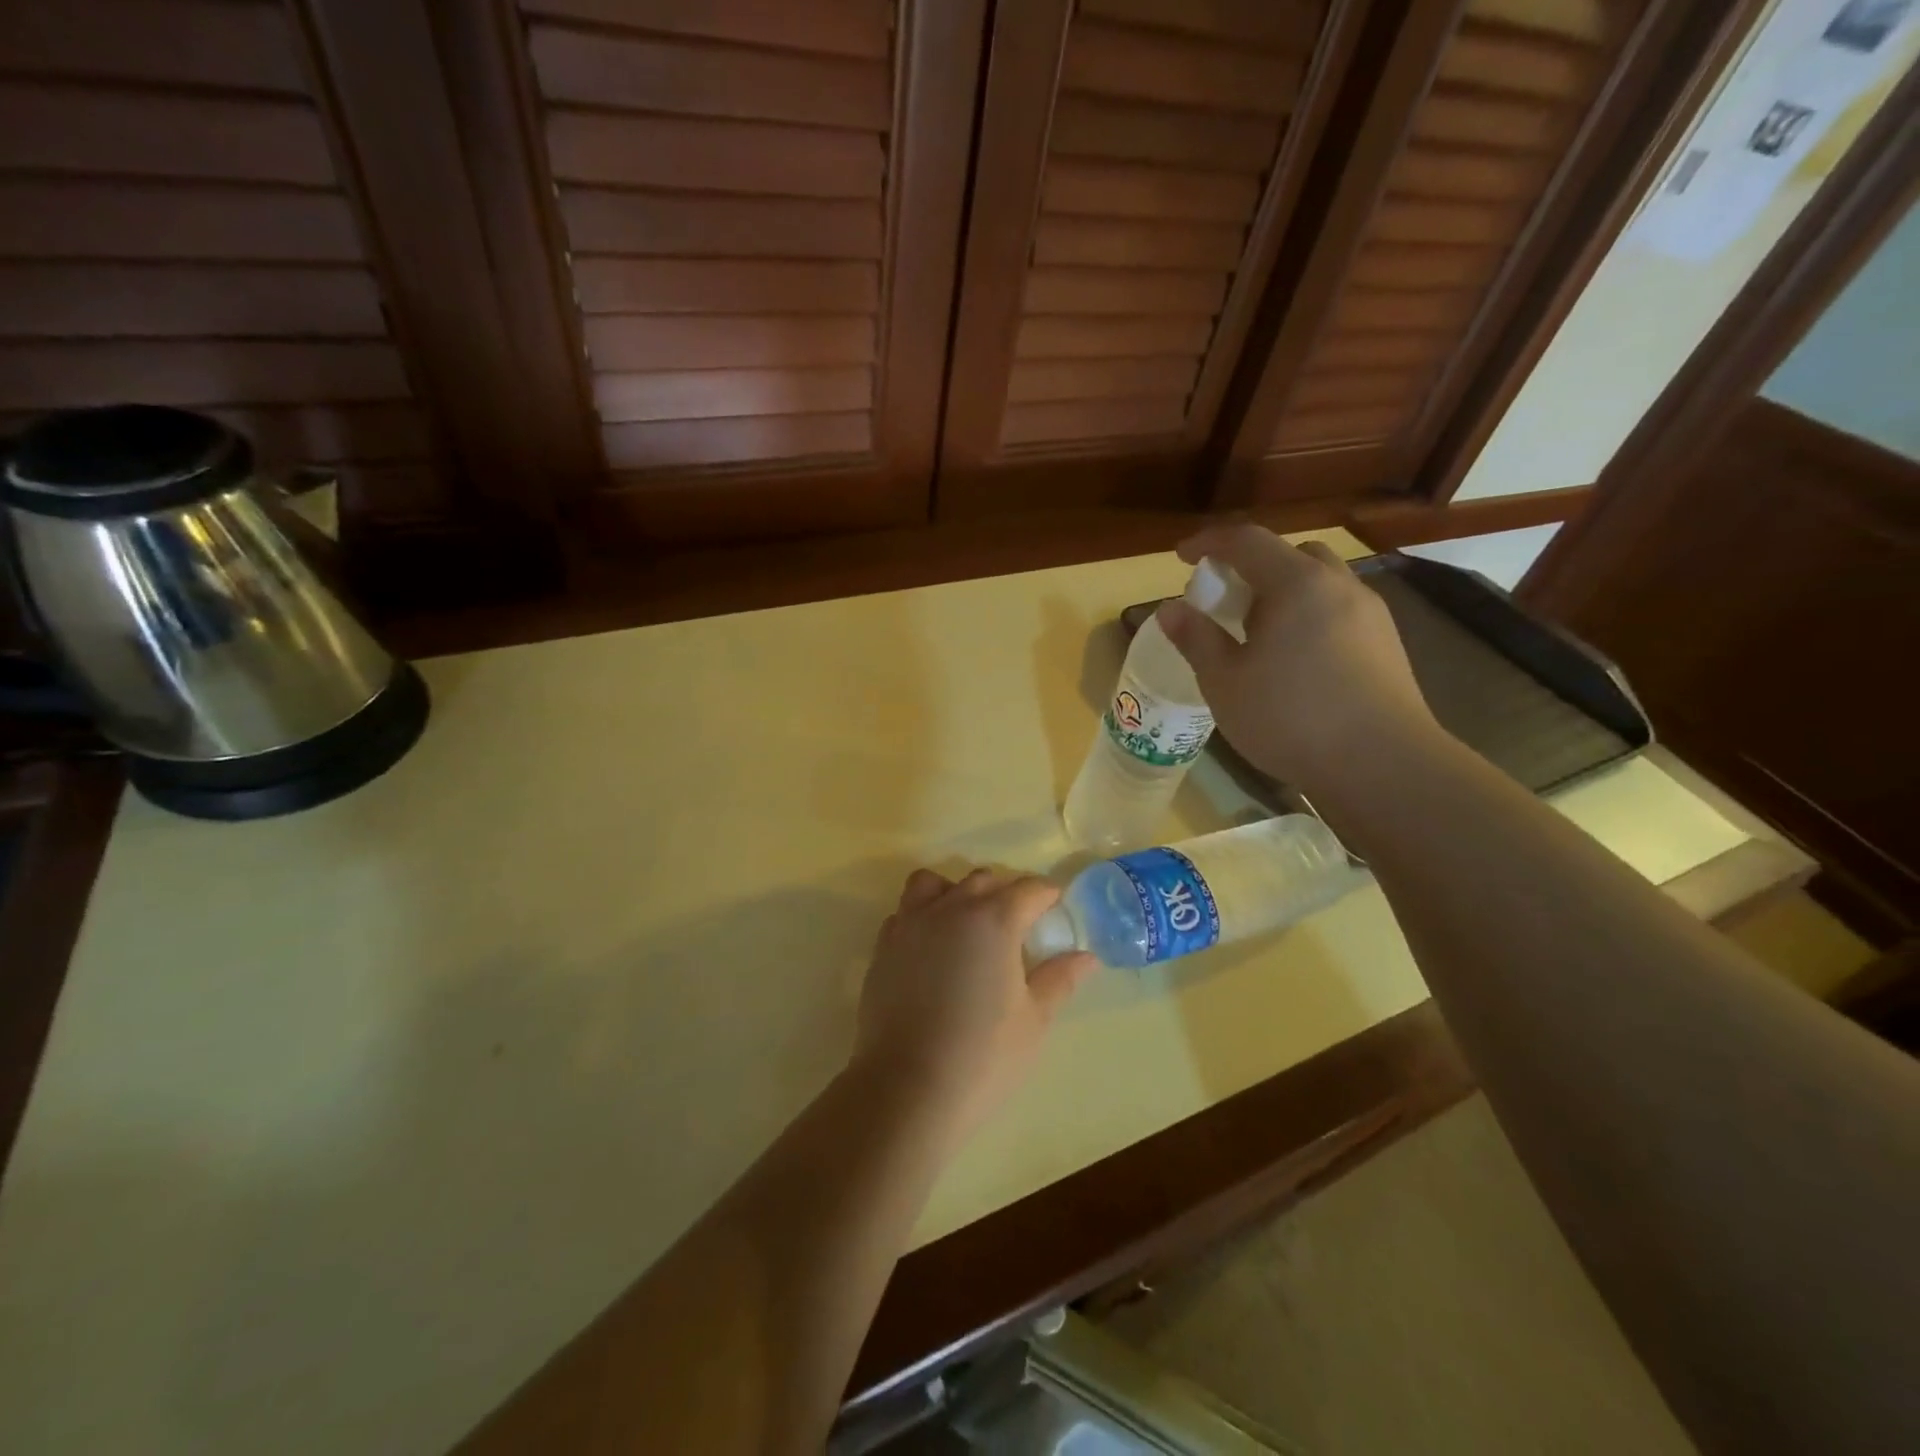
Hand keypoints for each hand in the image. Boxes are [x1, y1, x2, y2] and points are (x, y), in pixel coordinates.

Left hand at [853, 868, 1097, 1143]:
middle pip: (983, 880)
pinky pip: (905, 911)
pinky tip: (932, 947)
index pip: (1029, 890)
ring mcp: (911, 924)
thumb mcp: (1035, 1019)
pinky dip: (923, 916)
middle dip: (1005, 892)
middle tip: (1019, 923)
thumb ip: (1059, 979)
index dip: (1048, 895)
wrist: (907, 1087)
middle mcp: (951, 908)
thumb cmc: (983, 1055)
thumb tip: (1085, 956)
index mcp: (995, 920)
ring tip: (968, 924)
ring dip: (956, 892)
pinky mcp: (883, 946)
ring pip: (935, 884)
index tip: (1057, 908)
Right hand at [1155, 523, 1437, 796]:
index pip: (1246, 540)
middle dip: (1252, 566)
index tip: (1181, 557)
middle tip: (1226, 600)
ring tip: (1260, 634)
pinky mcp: (1387, 643)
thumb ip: (1196, 639)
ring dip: (1284, 592)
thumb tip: (1169, 609)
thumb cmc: (1290, 718)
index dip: (1209, 543)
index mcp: (1296, 584)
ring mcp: (1370, 613)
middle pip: (1290, 554)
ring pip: (1320, 582)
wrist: (1382, 764)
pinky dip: (1309, 616)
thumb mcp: (1225, 682)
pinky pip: (1338, 610)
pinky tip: (1296, 660)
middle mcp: (1338, 585)